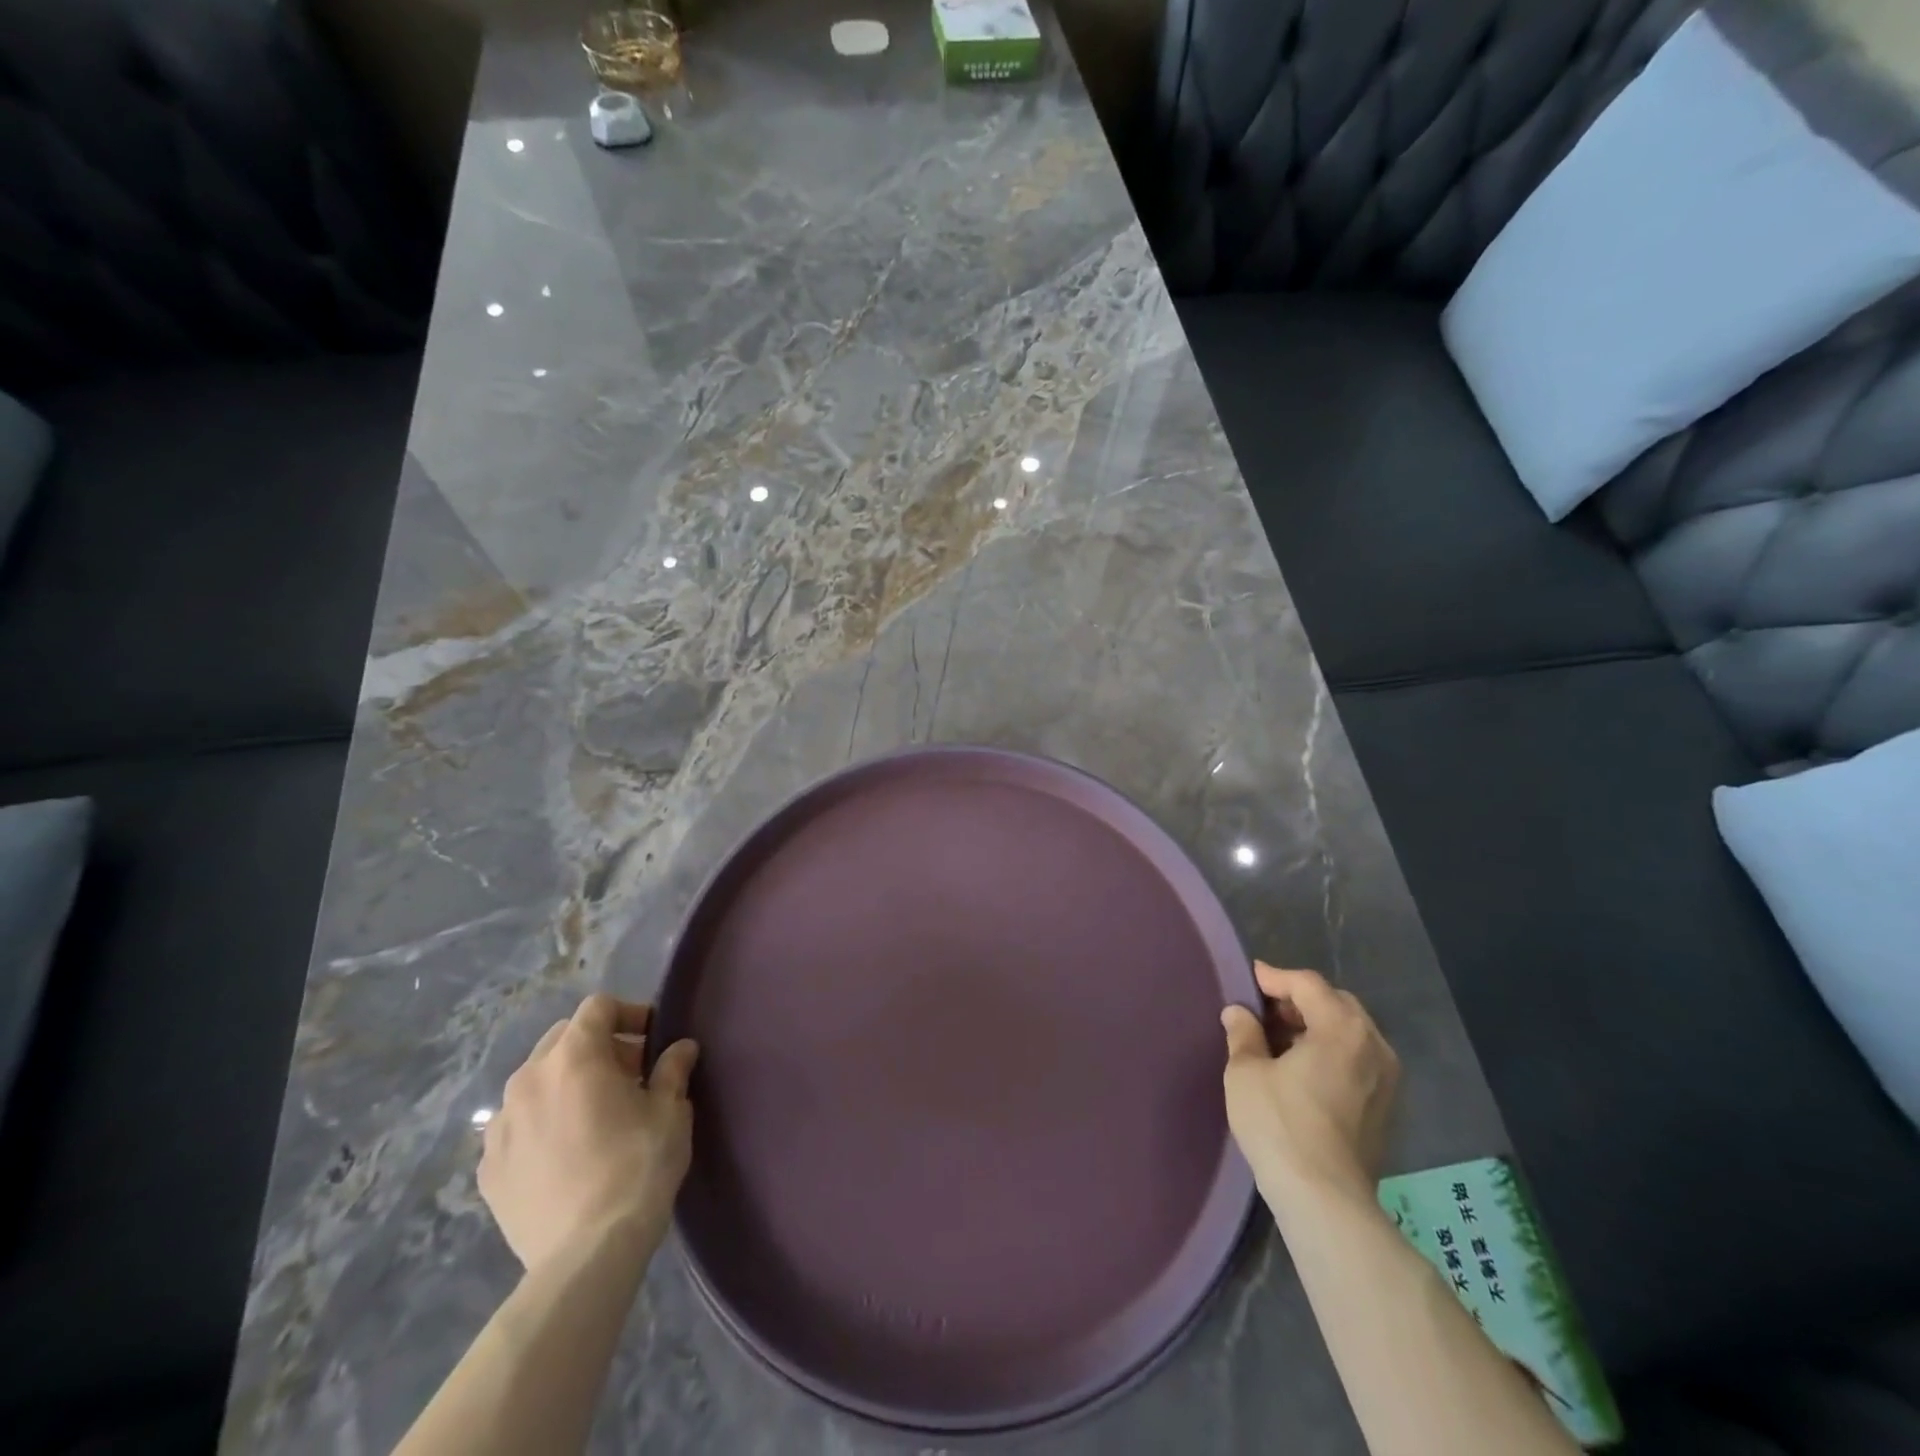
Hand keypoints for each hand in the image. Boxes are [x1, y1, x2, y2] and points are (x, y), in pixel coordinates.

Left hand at [478, 994, 698, 1272]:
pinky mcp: (488, 1168)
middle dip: (597, 1047)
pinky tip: (565, 1153)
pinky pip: (517, 1126)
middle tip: (629, 1076)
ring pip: (536, 1082)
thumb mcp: (670, 1111)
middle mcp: (528, 1080)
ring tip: (594, 1116)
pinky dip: (541, 1124)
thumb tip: (681, 1048)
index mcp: (573, 1057)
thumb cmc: (637, 1167)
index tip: (651, 1039)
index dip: (628, 1013)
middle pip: (563, 1039)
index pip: (598, 1008)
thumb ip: (672, 1070)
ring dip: (566, 1084)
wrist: (586, 1255)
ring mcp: (500, 1125)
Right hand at [1220, 963, 1399, 1203]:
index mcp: (1342, 1028)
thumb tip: (1238, 1013)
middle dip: (1300, 1000)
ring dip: (1317, 1026)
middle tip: (1265, 1009)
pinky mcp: (1386, 1107)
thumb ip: (1243, 1033)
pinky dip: (1332, 1051)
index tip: (1250, 978)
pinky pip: (1358, 1059)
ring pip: (1351, 1032)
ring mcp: (1386, 1079)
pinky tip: (1304, 1068)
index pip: (1307, 985)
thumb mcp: (1246, 1072)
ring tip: (1281, 1038)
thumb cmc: (1280, 1124)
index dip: (1275, 977)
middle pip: (1335, 1003)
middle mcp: (1374, 1045)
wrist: (1326, 1199)